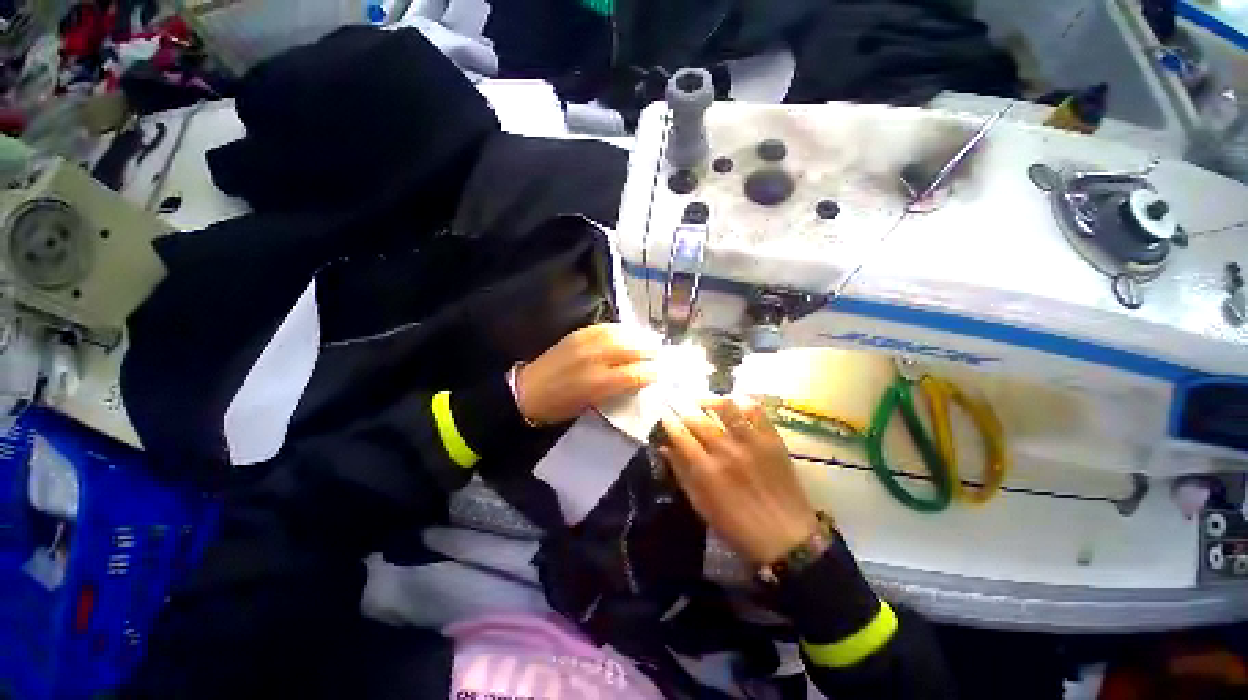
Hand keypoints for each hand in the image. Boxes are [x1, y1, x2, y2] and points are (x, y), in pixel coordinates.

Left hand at [515, 323, 659, 424]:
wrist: (527, 391)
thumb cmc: (561, 407)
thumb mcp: (591, 406)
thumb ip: (616, 390)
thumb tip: (638, 379)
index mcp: (599, 384)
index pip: (636, 374)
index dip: (652, 372)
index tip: (661, 372)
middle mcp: (595, 360)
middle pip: (632, 349)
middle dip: (651, 350)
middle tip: (661, 353)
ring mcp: (586, 343)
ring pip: (621, 334)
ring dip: (639, 336)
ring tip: (650, 339)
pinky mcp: (578, 334)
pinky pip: (605, 327)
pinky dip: (621, 329)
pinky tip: (629, 331)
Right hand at [660, 397, 822, 565]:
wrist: (787, 537)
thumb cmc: (737, 527)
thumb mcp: (701, 506)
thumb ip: (682, 474)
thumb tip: (664, 448)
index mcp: (706, 470)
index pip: (680, 435)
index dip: (669, 422)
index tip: (664, 414)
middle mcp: (726, 451)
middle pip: (698, 419)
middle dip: (683, 408)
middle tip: (678, 402)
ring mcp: (751, 443)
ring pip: (726, 408)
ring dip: (710, 401)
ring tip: (704, 401)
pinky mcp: (772, 440)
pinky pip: (755, 411)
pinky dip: (742, 402)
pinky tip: (733, 403)